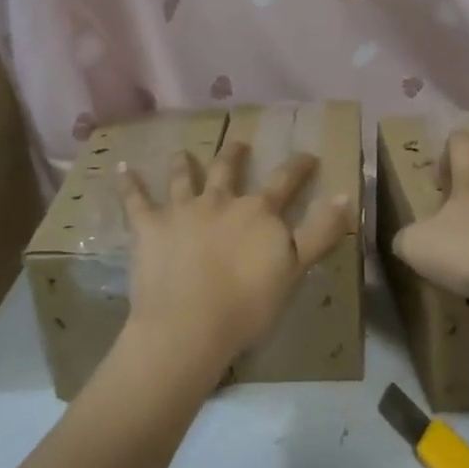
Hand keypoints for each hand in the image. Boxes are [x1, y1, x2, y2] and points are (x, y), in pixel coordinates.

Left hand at [119, 141, 353, 371]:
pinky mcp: (149, 227)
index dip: (298, 166)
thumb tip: (346, 194)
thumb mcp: (295, 268)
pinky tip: (122, 168)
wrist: (189, 324)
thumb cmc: (247, 303)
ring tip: (183, 152)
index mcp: (258, 212)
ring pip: (184, 178)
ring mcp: (182, 210)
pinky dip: (129, 183)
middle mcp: (220, 201)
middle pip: (229, 170)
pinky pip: (136, 200)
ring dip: (184, 163)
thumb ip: (321, 231)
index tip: (308, 155)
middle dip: (235, 154)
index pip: (284, 181)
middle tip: (238, 143)